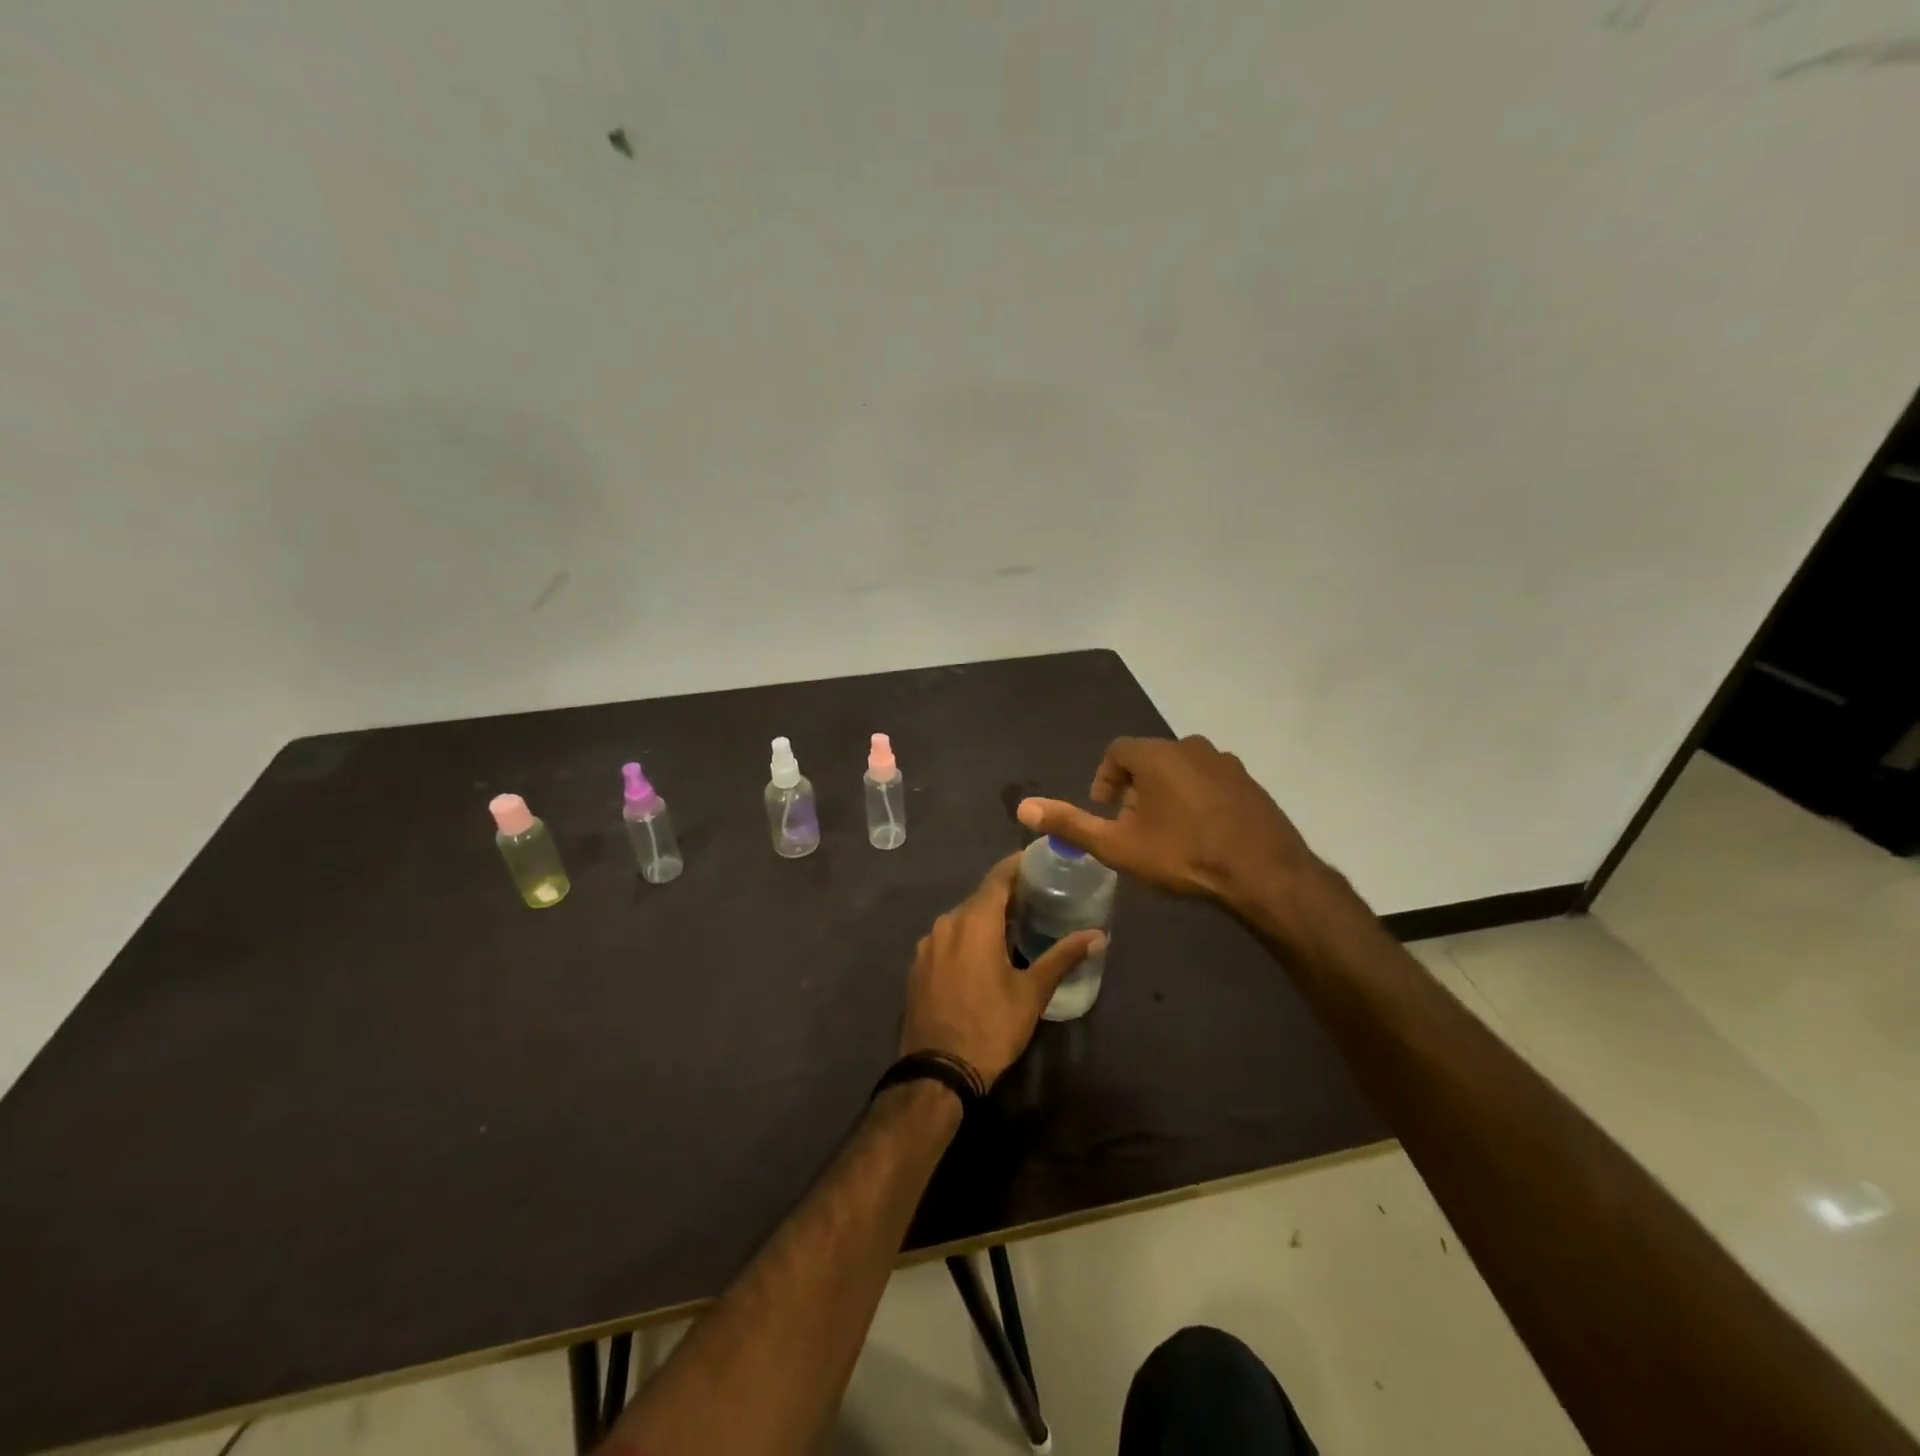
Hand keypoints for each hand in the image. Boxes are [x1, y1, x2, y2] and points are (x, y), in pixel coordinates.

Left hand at [899, 854, 1105, 1086]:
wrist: (937, 1071)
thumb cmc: (991, 1026)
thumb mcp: (1032, 993)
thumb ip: (1063, 957)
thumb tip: (1098, 935)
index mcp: (974, 921)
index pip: (998, 877)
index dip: (1018, 865)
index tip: (1039, 861)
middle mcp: (946, 922)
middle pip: (980, 898)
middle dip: (1006, 896)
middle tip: (1037, 899)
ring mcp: (927, 945)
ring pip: (961, 919)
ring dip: (985, 919)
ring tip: (1014, 928)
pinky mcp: (917, 966)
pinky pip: (946, 939)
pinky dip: (965, 938)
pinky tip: (982, 956)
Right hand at [1017, 735, 1332, 922]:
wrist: (1263, 874)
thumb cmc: (1182, 856)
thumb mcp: (1118, 846)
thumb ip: (1070, 823)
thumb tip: (1023, 807)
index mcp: (1155, 755)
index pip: (1116, 752)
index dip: (1105, 779)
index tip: (1106, 811)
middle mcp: (1190, 746)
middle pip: (1149, 759)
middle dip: (1135, 789)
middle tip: (1134, 827)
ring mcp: (1225, 762)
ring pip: (1181, 769)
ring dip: (1167, 792)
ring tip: (1167, 832)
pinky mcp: (1249, 782)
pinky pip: (1211, 781)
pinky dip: (1198, 798)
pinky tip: (1202, 832)